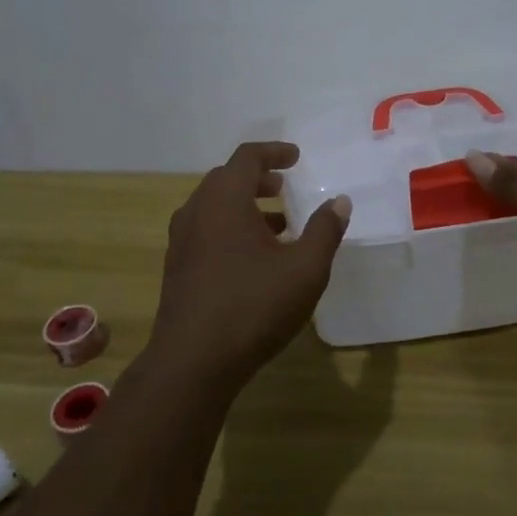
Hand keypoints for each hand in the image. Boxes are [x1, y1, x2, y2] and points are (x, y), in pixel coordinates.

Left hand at [147, 142, 351, 396]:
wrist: (192, 363)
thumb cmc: (253, 306)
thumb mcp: (304, 269)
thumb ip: (324, 231)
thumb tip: (339, 201)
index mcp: (225, 200)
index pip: (247, 157)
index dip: (274, 152)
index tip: (296, 157)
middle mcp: (197, 211)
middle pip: (227, 178)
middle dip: (259, 178)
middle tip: (285, 188)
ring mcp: (182, 240)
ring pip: (215, 206)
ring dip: (245, 205)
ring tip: (278, 225)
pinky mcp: (177, 267)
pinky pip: (206, 230)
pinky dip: (231, 228)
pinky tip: (254, 258)